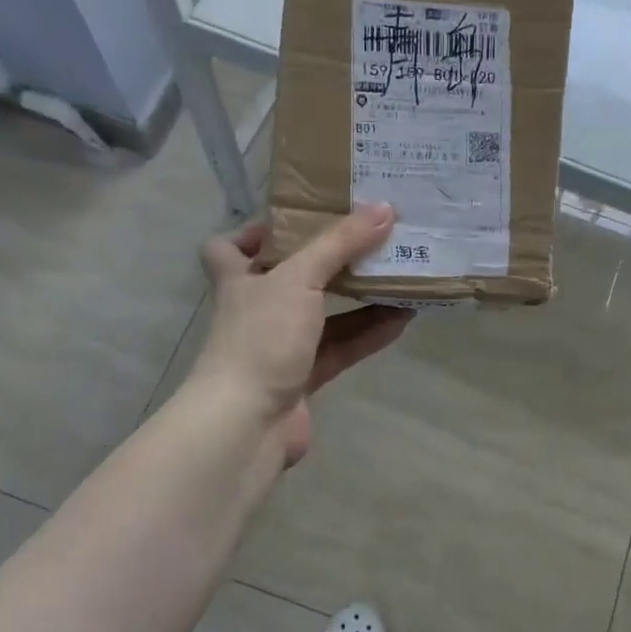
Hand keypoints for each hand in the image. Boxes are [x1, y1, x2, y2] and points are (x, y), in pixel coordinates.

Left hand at [191, 205, 412, 465]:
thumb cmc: (261, 337)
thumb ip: (340, 243)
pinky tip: (403, 318)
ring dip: (359, 296)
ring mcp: (279, 346)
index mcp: (239, 278)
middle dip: (328, 260)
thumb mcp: (299, 279)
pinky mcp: (303, 378)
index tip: (296, 220)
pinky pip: (341, 347)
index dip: (254, 232)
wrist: (246, 424)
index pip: (227, 247)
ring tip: (399, 272)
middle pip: (290, 277)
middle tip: (369, 238)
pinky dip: (368, 333)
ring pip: (323, 314)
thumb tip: (384, 207)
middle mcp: (256, 310)